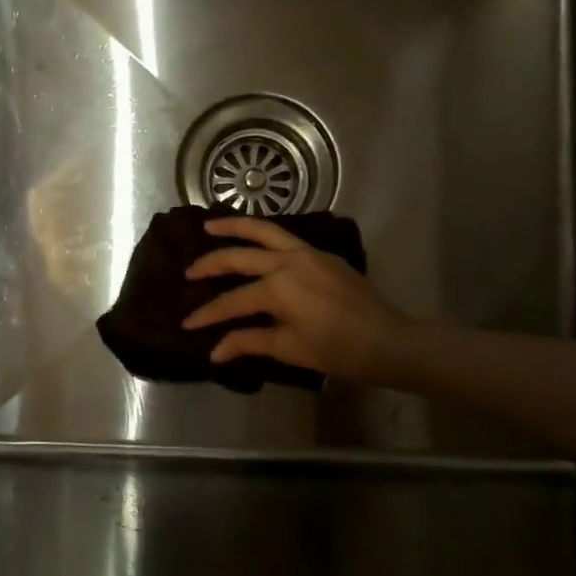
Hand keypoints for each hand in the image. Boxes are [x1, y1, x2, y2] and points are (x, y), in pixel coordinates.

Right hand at [182, 216, 415, 383]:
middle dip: (210, 264)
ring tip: (211, 225)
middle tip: (189, 272)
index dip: (207, 314)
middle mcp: (288, 262)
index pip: (232, 300)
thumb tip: (214, 351)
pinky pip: (284, 237)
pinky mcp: (323, 255)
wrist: (389, 341)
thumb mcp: (289, 348)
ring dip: (235, 227)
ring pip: (264, 231)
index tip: (186, 324)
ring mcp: (308, 253)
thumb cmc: (338, 350)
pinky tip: (254, 240)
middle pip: (239, 256)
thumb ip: (248, 342)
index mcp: (278, 287)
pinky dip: (262, 234)